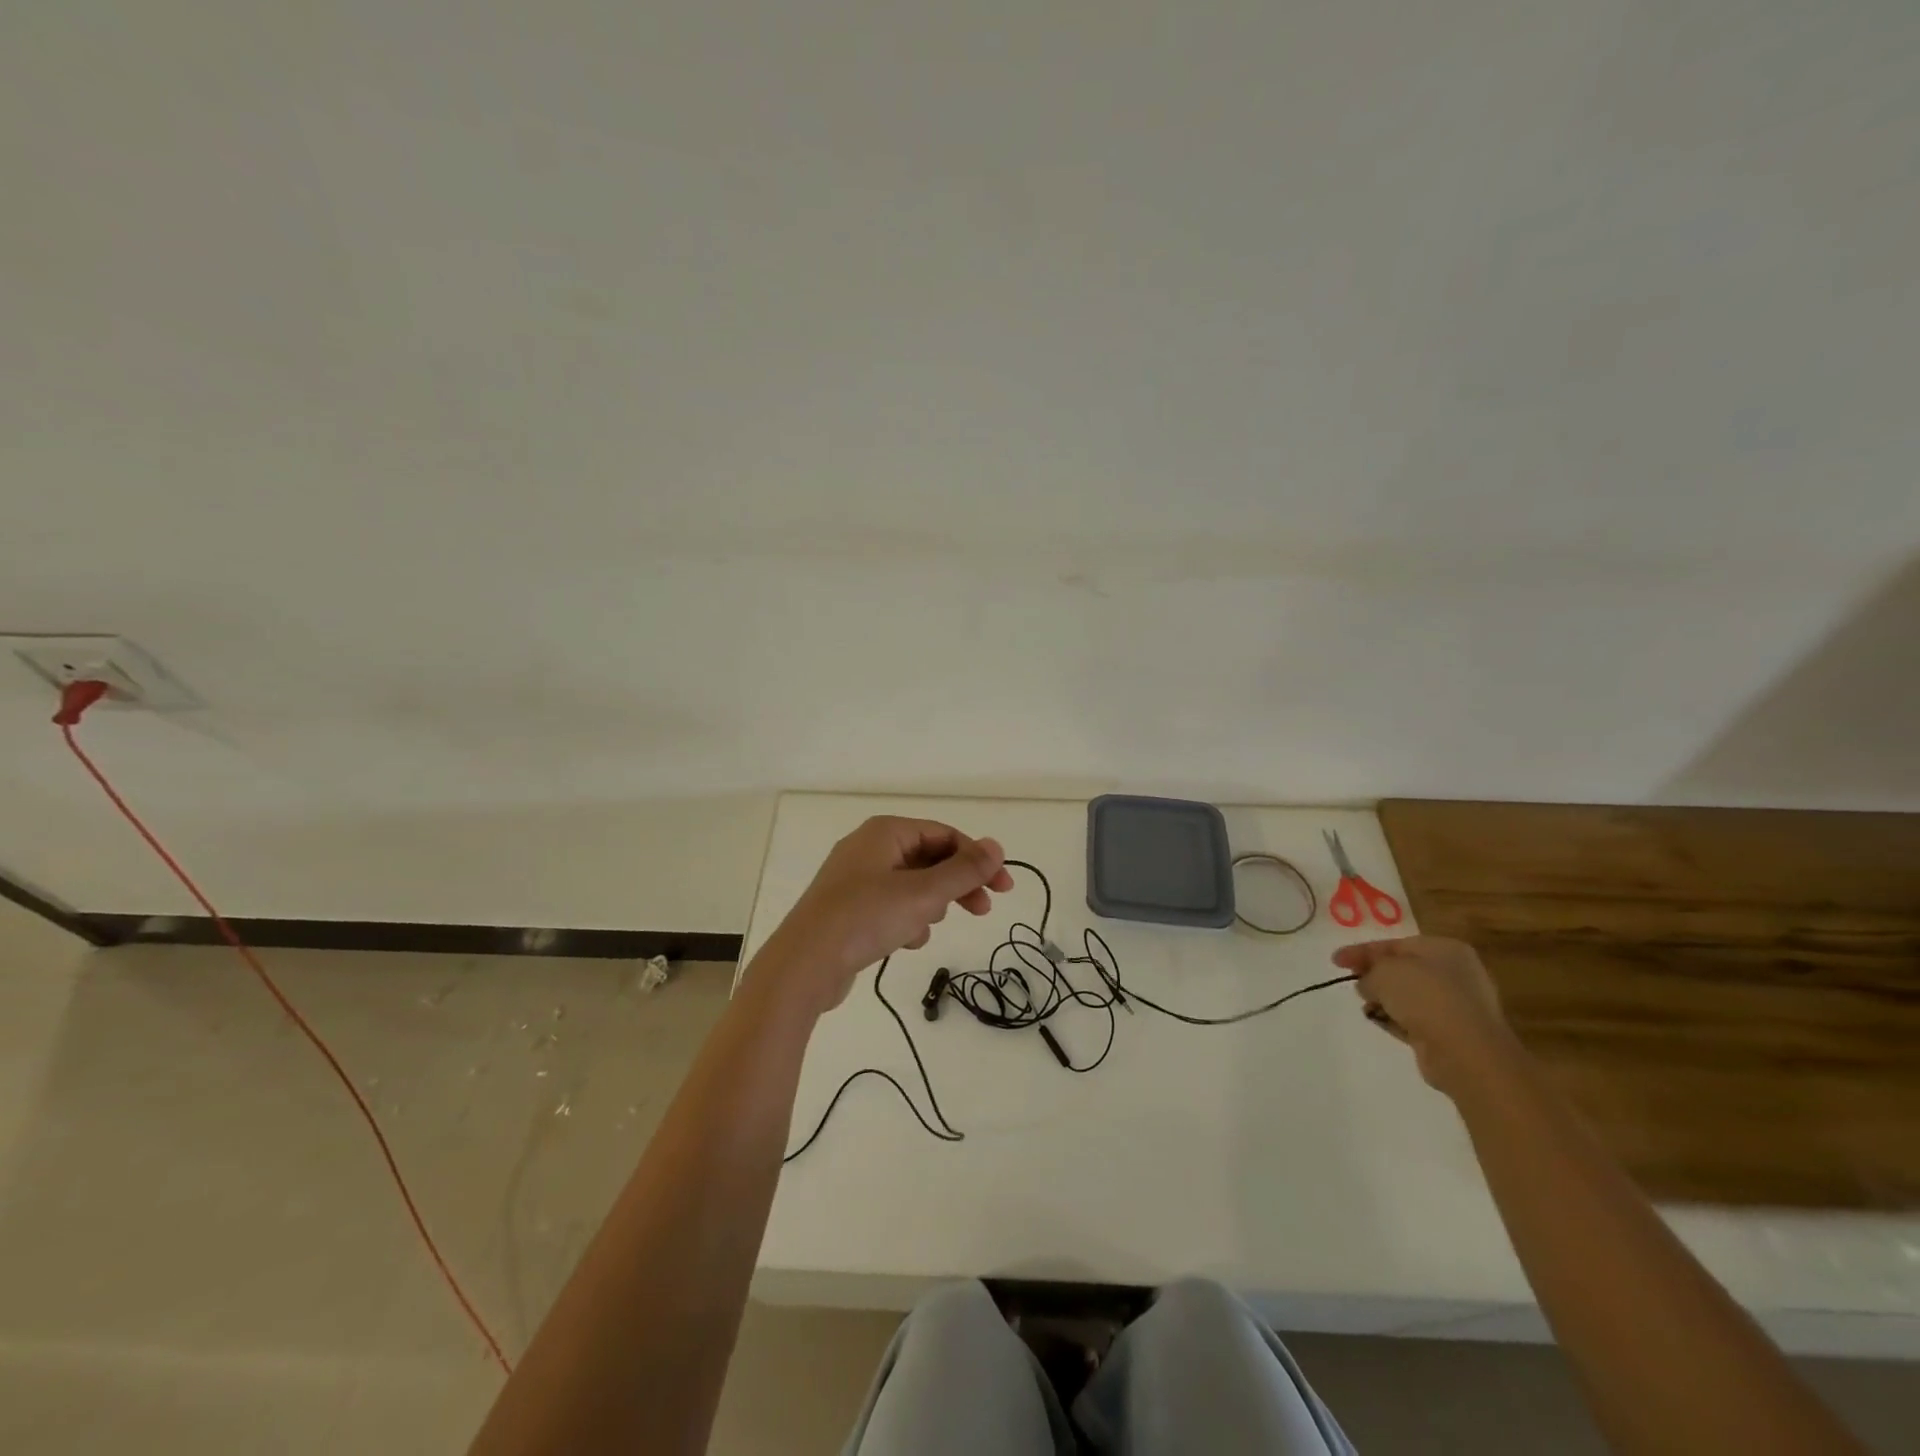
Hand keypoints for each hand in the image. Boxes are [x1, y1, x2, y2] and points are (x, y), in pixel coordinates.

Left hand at [761, 816, 1014, 1013]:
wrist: (803, 965)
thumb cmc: (866, 918)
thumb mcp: (923, 894)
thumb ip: (964, 871)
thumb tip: (996, 846)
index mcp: (885, 832)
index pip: (944, 835)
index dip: (977, 859)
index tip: (1003, 887)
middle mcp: (869, 848)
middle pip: (929, 859)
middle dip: (957, 884)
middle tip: (984, 909)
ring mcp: (856, 879)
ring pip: (912, 885)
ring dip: (929, 905)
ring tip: (926, 927)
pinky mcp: (848, 908)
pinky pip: (891, 906)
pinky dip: (906, 920)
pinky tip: (905, 942)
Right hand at [1331, 936, 1515, 1096]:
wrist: (1464, 1051)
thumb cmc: (1424, 996)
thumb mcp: (1384, 971)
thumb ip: (1369, 971)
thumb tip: (1367, 984)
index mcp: (1445, 949)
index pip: (1395, 945)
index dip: (1362, 951)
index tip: (1335, 961)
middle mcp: (1455, 974)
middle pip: (1403, 970)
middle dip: (1375, 975)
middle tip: (1351, 980)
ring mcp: (1456, 1006)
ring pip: (1409, 997)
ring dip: (1384, 999)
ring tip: (1365, 1005)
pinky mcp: (1451, 1034)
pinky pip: (1415, 1021)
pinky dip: (1395, 1019)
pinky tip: (1378, 1020)